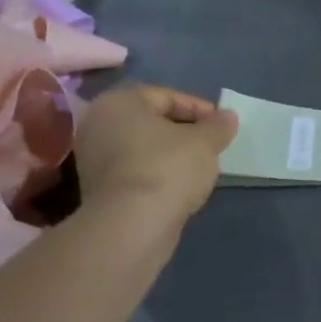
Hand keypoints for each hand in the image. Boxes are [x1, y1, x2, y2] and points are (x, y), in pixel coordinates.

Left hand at [72, 85, 238, 220]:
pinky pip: (134, 171)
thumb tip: (227, 117)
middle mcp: (98, 124)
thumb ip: (218, 126)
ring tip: (198, 167)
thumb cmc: (168, 168)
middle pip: (151, 121)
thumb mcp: (205, 142)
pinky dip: (156, 173)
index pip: (166, 96)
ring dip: (170, 154)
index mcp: (119, 102)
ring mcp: (93, 158)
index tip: (221, 126)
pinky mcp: (96, 189)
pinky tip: (178, 187)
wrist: (132, 225)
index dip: (199, 109)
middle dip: (183, 131)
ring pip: (142, 147)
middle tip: (210, 144)